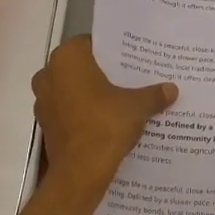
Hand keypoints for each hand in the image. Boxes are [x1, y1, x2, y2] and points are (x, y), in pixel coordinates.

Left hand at [33, 36, 175, 186]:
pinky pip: (66, 111)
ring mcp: (43, 101)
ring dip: (89, 94)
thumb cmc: (106, 124)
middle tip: (127, 79)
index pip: (90, 43)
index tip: (129, 59)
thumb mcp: (137, 106)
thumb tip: (172, 89)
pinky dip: (81, 113)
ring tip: (118, 100)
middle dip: (100, 73)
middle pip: (79, 66)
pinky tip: (104, 121)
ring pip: (70, 89)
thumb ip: (153, 94)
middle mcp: (49, 74)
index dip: (110, 51)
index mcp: (68, 58)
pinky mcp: (45, 125)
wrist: (81, 171)